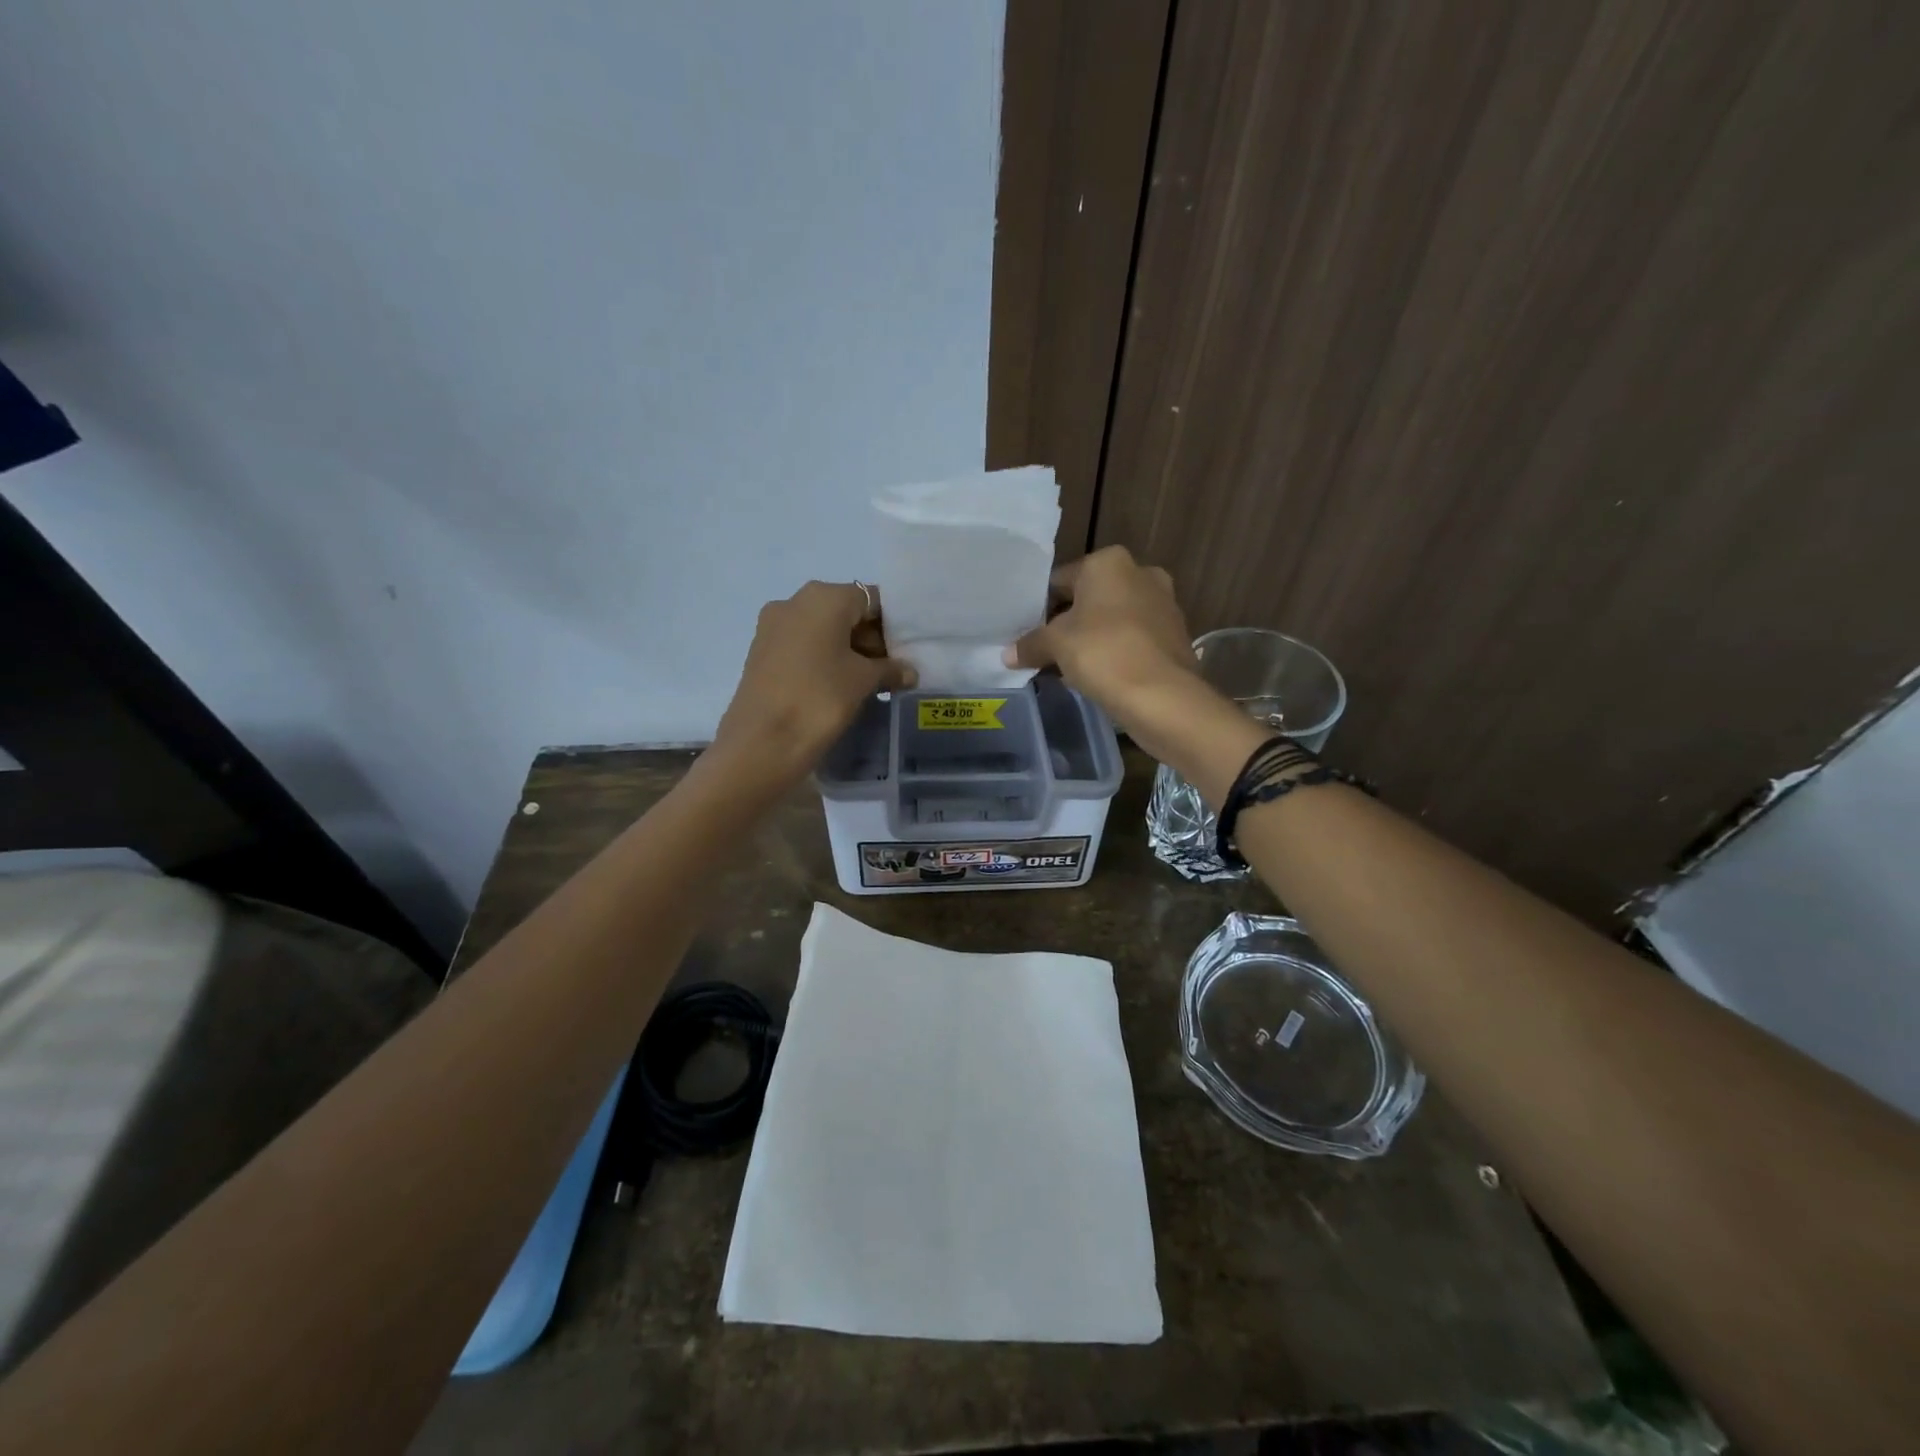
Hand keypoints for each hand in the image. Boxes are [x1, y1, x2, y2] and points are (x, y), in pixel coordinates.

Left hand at [712, 581, 916, 785]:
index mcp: (823, 597)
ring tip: (867, 681)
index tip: (905, 651)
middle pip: (844, 611)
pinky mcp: (761, 651)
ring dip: (847, 649)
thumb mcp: (863, 681)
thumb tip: (909, 671)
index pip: (870, 599)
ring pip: (822, 629)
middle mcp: (794, 601)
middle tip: (890, 669)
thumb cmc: (820, 699)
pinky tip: (837, 685)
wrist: (762, 742)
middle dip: (869, 637)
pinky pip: (802, 645)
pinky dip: (823, 658)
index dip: (892, 624)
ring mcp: (773, 626)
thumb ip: (890, 669)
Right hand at [1005, 547, 1259, 783]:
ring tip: (1069, 667)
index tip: (1027, 632)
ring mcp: (1163, 603)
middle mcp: (1141, 572)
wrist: (1163, 696)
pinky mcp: (1175, 635)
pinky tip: (1100, 676)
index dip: (1040, 607)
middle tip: (1045, 650)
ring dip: (1093, 638)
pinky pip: (1134, 639)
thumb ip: (1030, 644)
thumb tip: (1007, 654)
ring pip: (1113, 619)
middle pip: (1090, 598)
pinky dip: (1116, 652)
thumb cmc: (1103, 653)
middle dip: (1069, 622)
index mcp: (1109, 562)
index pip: (1060, 580)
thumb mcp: (1055, 646)